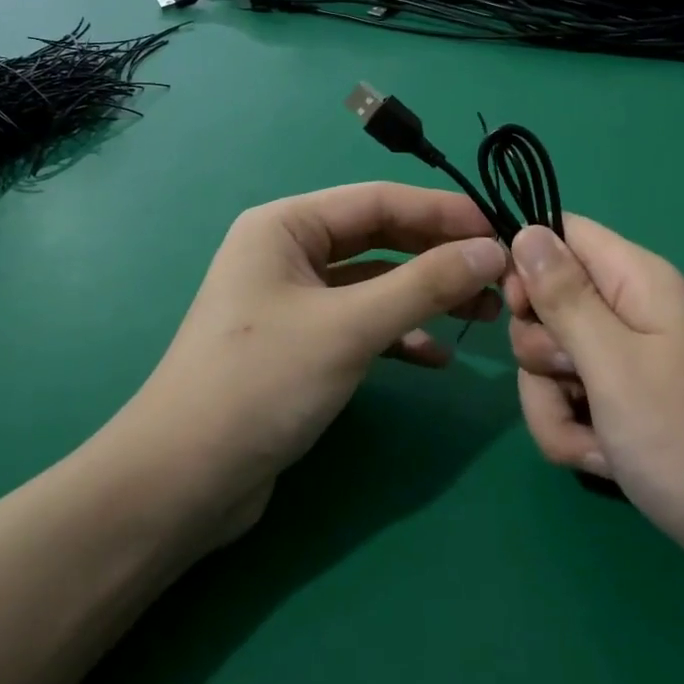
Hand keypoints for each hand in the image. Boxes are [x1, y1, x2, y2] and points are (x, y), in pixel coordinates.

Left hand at [133, 184, 506, 541]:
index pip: (379, 200)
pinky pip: (362, 324)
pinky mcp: (301, 345)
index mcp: (286, 225)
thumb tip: (493, 250)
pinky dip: (400, 335)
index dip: (443, 213)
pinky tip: (438, 356)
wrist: (183, 483)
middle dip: (439, 256)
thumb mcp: (349, 327)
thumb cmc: (261, 383)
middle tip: (500, 275)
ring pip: (375, 284)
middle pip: (380, 238)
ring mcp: (294, 300)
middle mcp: (289, 252)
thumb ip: (424, 285)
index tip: (501, 230)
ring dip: (426, 296)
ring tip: (483, 314)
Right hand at [507, 219, 683, 617]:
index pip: (562, 234)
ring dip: (553, 405)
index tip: (516, 308)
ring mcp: (626, 365)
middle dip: (540, 352)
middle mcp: (629, 313)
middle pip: (546, 305)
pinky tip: (605, 461)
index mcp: (635, 281)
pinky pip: (570, 404)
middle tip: (573, 378)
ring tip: (596, 441)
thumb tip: (525, 229)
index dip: (527, 263)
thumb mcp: (613, 362)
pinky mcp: (624, 409)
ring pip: (549, 364)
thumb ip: (563, 295)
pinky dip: (574, 433)